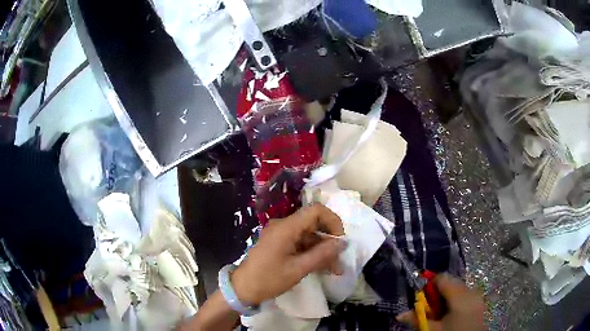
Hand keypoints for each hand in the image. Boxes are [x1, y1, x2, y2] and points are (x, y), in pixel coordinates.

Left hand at [231, 204, 346, 305]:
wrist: (242, 289)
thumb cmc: (269, 279)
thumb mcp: (298, 269)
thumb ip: (322, 254)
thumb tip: (342, 243)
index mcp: (286, 227)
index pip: (316, 211)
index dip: (332, 222)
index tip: (340, 241)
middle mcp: (283, 226)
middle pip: (314, 225)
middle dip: (329, 242)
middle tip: (339, 262)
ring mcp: (280, 235)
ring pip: (309, 236)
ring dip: (322, 251)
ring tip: (333, 270)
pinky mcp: (278, 244)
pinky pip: (300, 243)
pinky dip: (311, 253)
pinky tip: (321, 268)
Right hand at [396, 274, 484, 330]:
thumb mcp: (433, 329)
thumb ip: (417, 319)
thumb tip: (399, 314)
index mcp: (460, 295)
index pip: (442, 278)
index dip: (430, 286)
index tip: (423, 300)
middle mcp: (470, 290)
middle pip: (450, 282)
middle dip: (437, 293)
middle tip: (430, 309)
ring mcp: (477, 295)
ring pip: (457, 288)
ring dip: (446, 297)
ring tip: (440, 313)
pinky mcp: (479, 301)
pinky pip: (464, 294)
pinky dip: (455, 300)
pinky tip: (450, 314)